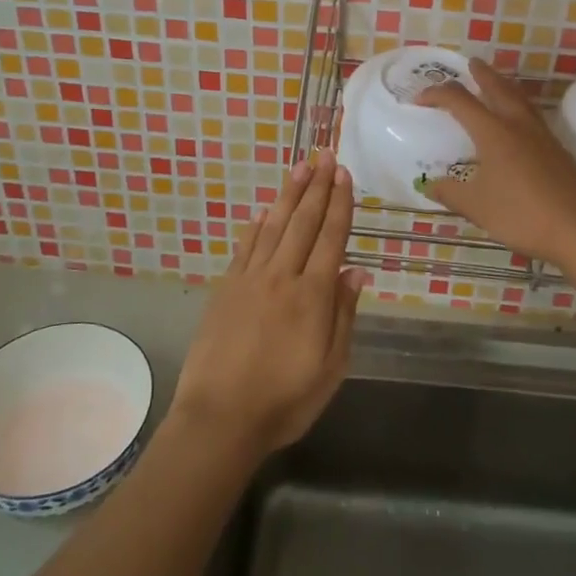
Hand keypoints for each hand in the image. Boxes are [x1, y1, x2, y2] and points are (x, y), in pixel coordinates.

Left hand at [169, 151, 365, 460]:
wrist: (219, 419)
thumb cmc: (284, 401)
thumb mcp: (331, 368)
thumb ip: (343, 316)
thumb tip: (356, 271)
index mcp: (312, 296)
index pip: (331, 238)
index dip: (339, 204)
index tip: (344, 175)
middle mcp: (281, 277)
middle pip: (303, 223)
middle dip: (316, 187)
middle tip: (324, 156)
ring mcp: (249, 280)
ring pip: (273, 227)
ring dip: (288, 195)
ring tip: (300, 168)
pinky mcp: (225, 289)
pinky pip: (245, 247)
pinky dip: (256, 226)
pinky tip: (263, 211)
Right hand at [419, 59, 575, 269]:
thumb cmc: (521, 215)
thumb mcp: (476, 207)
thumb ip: (451, 193)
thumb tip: (430, 185)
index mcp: (493, 132)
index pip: (460, 101)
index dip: (437, 94)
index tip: (420, 99)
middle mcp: (518, 125)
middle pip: (498, 88)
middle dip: (482, 74)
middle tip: (471, 64)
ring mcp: (542, 136)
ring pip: (520, 99)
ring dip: (505, 86)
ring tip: (496, 84)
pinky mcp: (558, 150)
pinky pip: (533, 116)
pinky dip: (519, 107)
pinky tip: (519, 123)